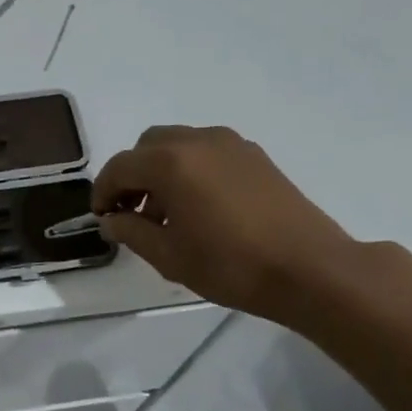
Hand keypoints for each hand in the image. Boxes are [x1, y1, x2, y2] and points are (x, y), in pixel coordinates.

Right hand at [92, 125, 364, 322]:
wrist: (310, 269)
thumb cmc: (231, 264)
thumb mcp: (169, 256)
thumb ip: (131, 231)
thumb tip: (111, 220)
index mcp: (171, 162)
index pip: (120, 166)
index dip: (103, 191)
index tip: (101, 217)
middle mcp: (199, 141)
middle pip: (148, 146)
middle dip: (132, 175)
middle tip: (131, 211)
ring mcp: (231, 144)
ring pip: (179, 144)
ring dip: (161, 170)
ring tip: (167, 213)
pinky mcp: (255, 156)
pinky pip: (207, 152)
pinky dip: (190, 169)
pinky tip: (200, 207)